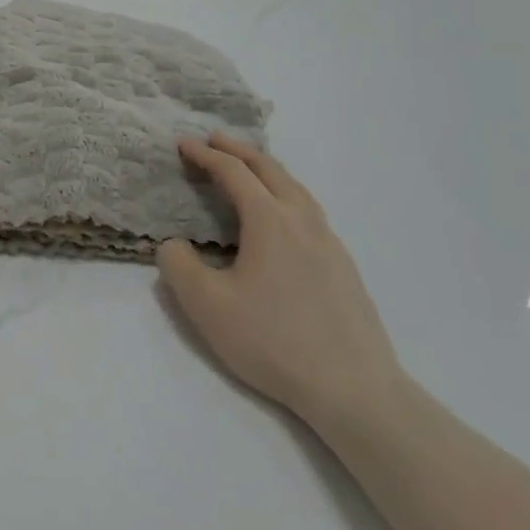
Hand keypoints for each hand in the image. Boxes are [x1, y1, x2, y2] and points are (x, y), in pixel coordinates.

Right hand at [157, 133, 402, 435]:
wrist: (355, 390)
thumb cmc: (274, 341)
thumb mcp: (207, 306)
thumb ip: (178, 265)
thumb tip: (173, 244)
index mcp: (269, 219)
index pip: (232, 172)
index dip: (205, 155)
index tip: (183, 144)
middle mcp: (302, 219)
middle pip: (269, 169)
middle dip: (238, 150)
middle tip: (214, 140)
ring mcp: (329, 241)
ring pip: (295, 188)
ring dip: (266, 169)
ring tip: (248, 169)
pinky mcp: (344, 266)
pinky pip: (309, 210)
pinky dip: (286, 194)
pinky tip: (281, 218)